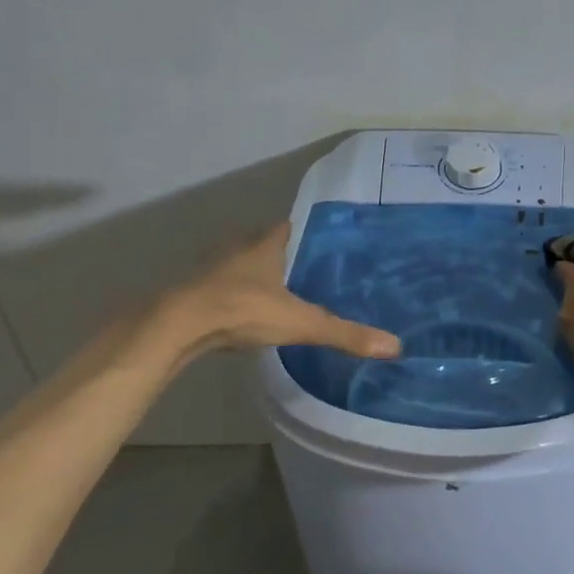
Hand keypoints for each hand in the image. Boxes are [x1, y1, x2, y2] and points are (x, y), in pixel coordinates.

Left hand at [158, 224, 400, 359]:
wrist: (178, 325)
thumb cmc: (243, 310)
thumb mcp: (301, 323)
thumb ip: (345, 334)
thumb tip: (394, 346)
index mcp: (263, 246)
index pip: (284, 227)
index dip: (299, 233)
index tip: (315, 243)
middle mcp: (235, 248)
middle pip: (258, 243)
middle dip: (275, 254)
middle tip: (298, 270)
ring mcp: (208, 269)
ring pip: (234, 264)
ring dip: (249, 274)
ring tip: (271, 292)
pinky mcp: (190, 291)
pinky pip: (215, 287)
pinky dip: (227, 295)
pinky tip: (238, 313)